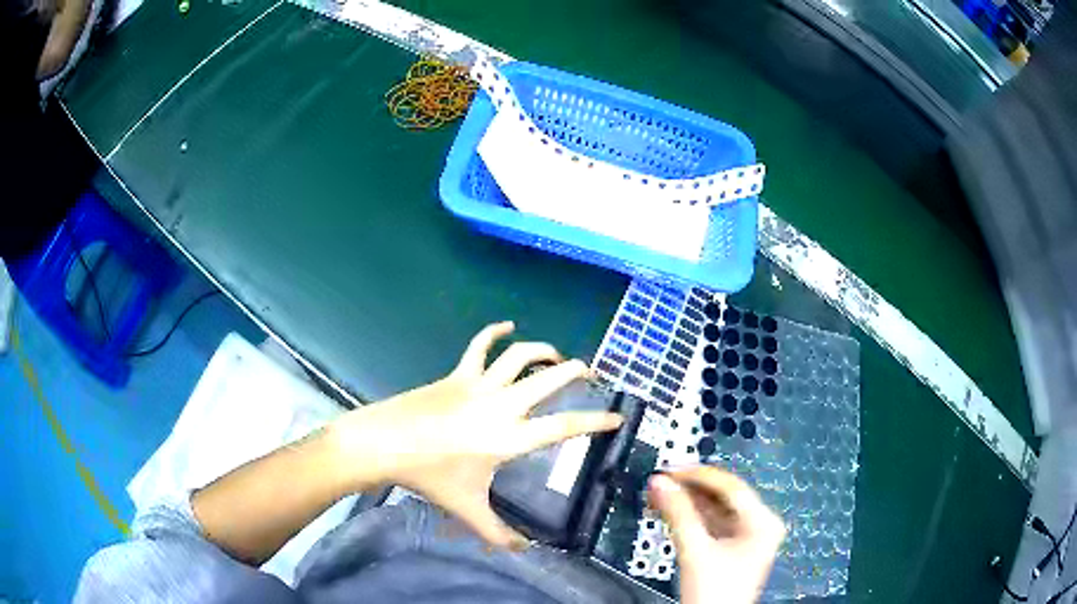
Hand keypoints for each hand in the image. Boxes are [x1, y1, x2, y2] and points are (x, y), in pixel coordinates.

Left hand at [329, 321, 623, 549]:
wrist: (384, 444)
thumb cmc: (429, 477)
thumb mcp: (467, 509)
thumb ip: (498, 534)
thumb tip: (523, 551)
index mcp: (510, 438)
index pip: (564, 426)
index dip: (595, 421)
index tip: (618, 416)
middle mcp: (502, 405)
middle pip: (549, 379)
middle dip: (576, 371)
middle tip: (590, 374)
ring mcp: (478, 385)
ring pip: (520, 356)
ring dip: (543, 350)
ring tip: (557, 355)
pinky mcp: (456, 374)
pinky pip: (479, 346)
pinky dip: (494, 331)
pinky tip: (507, 324)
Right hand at [648, 467, 784, 603]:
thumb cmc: (713, 592)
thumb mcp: (695, 550)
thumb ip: (678, 513)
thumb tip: (660, 482)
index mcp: (763, 522)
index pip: (731, 487)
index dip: (699, 476)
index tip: (670, 470)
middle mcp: (760, 525)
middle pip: (723, 497)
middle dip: (690, 490)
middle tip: (661, 482)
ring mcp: (747, 538)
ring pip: (715, 510)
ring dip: (687, 503)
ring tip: (660, 495)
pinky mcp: (732, 549)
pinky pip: (712, 524)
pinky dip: (691, 518)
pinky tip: (671, 512)